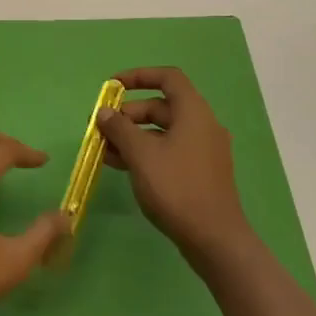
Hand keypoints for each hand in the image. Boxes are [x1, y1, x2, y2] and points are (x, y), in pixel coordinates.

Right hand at [97, 67, 250, 264]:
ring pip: (162, 131)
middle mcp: (202, 125)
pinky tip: (120, 165)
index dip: (138, 76)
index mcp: (193, 112)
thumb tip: (104, 112)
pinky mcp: (199, 172)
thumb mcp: (141, 154)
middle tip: (101, 128)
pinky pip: (168, 150)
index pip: (167, 78)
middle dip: (128, 114)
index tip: (112, 86)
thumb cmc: (176, 187)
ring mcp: (203, 150)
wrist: (214, 239)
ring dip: (132, 136)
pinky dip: (145, 152)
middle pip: (161, 106)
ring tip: (103, 150)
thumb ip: (119, 128)